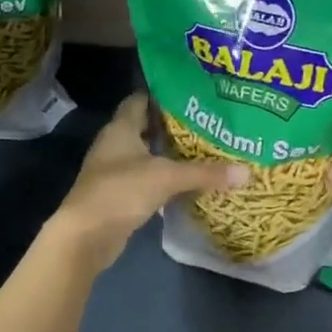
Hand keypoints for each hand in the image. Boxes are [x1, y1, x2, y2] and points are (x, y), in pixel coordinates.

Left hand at [52, 94, 248, 268]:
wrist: (85, 236)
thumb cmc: (121, 191)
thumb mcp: (167, 177)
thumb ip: (205, 172)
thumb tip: (247, 172)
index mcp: (120, 128)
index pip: (140, 99)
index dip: (163, 95)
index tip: (191, 95)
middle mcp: (114, 144)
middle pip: (144, 126)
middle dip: (171, 125)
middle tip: (205, 122)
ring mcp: (113, 171)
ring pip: (144, 154)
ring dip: (167, 153)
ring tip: (202, 149)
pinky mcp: (117, 195)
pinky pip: (144, 178)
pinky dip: (162, 178)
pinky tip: (185, 181)